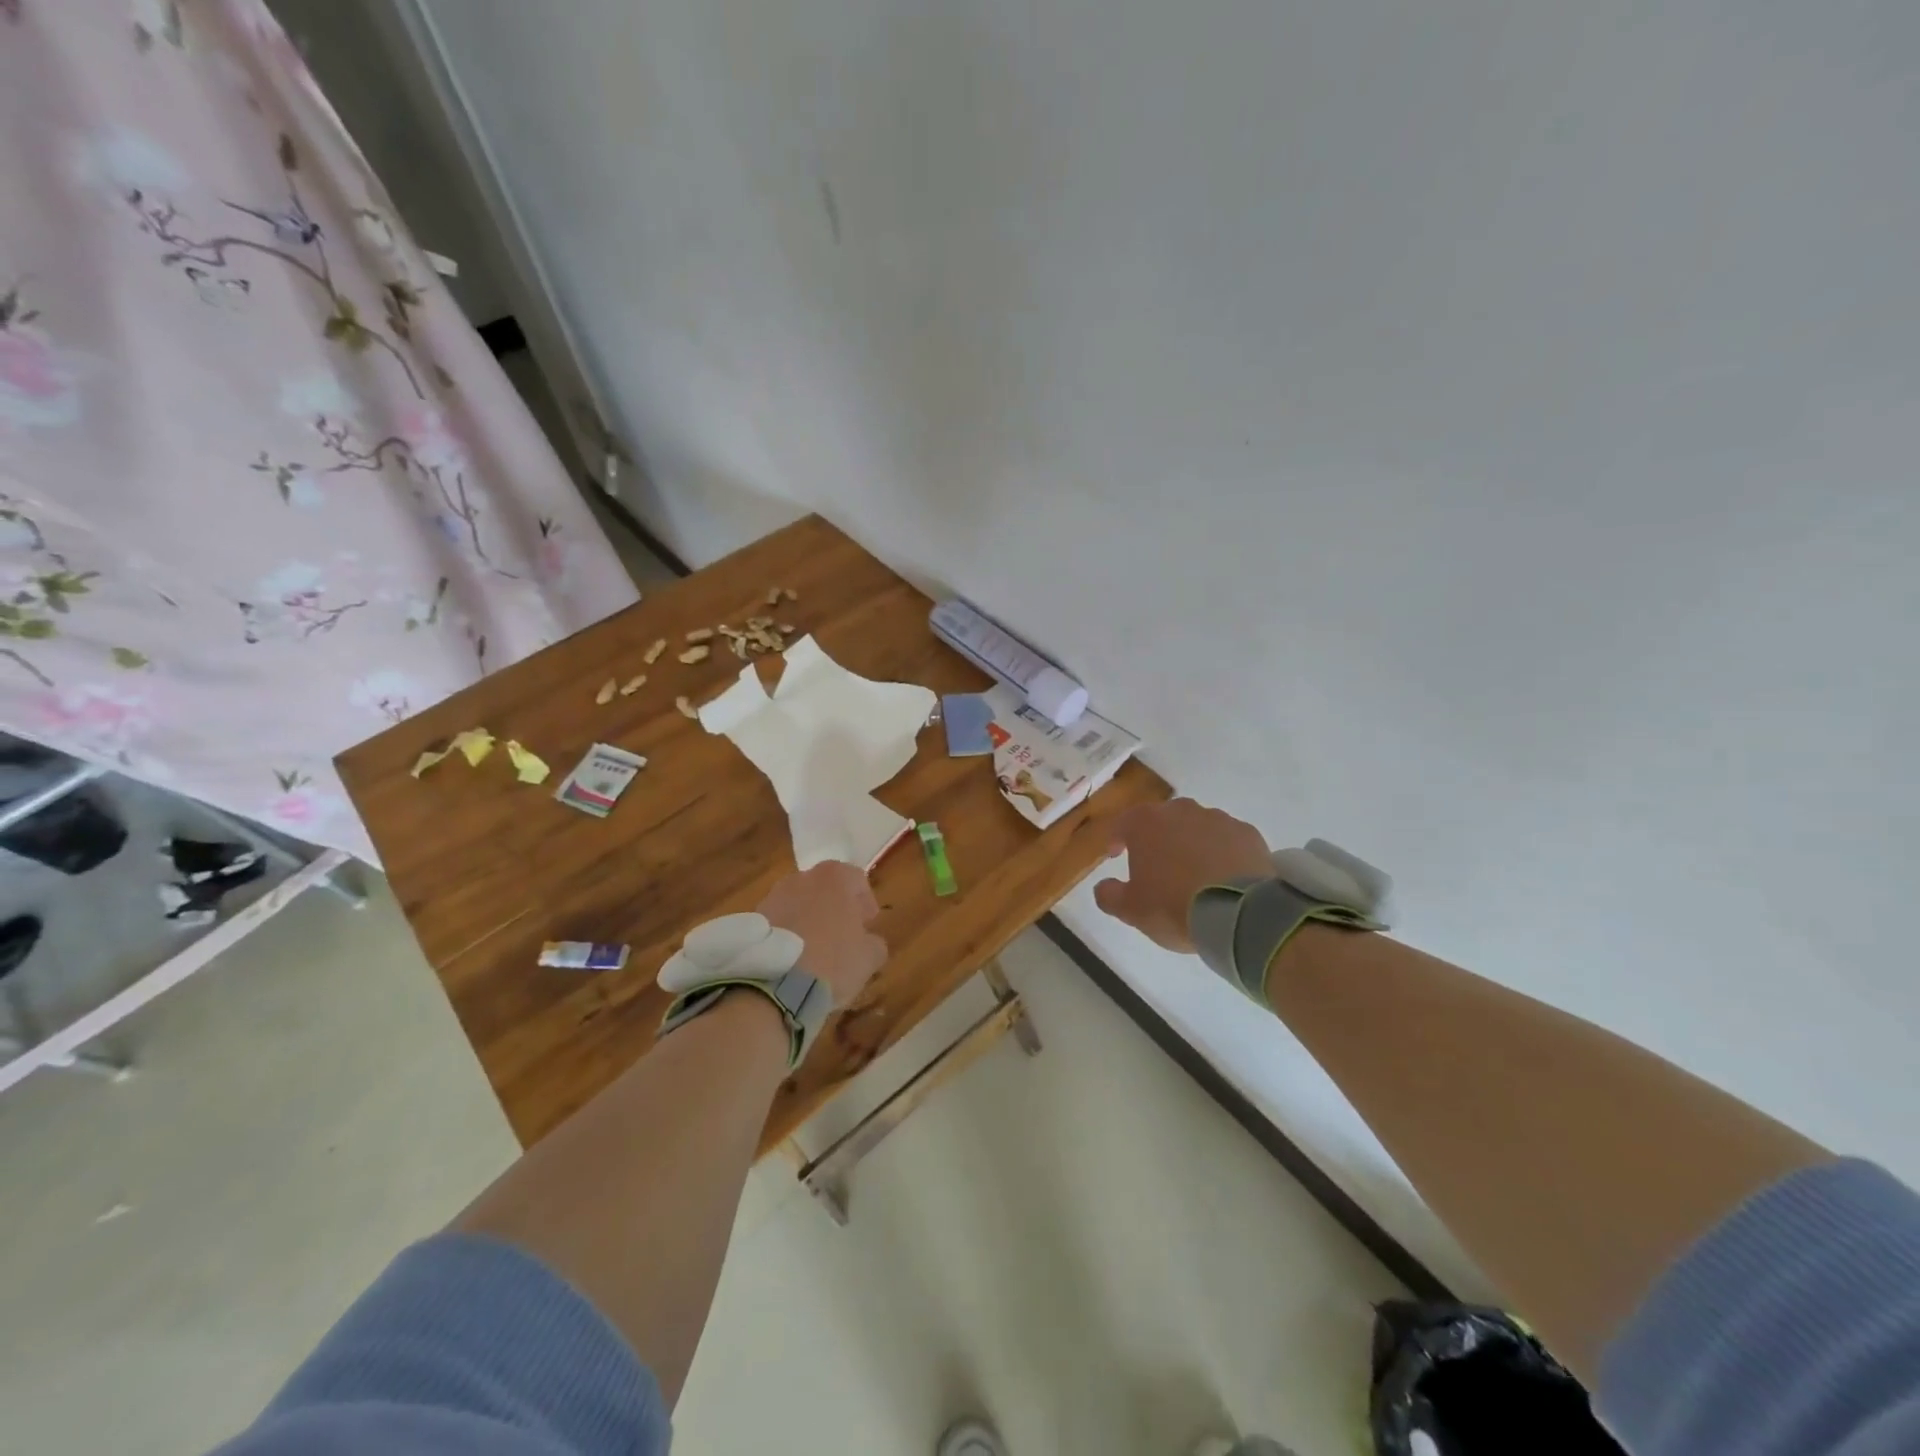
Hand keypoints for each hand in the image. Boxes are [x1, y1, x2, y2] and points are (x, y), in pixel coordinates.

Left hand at [757, 861, 887, 1005]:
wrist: (774, 986)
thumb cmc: (832, 962)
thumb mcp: (870, 957)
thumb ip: (874, 942)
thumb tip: (868, 941)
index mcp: (834, 877)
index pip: (857, 879)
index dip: (865, 902)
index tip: (868, 924)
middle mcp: (801, 878)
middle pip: (825, 889)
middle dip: (835, 908)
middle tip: (843, 935)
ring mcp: (773, 897)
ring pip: (799, 904)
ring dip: (809, 920)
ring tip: (815, 951)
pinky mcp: (752, 920)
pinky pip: (779, 923)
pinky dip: (788, 934)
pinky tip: (794, 960)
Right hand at [1094, 799, 1273, 951]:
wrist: (1239, 913)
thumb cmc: (1173, 905)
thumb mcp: (1131, 910)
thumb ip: (1109, 895)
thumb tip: (1103, 887)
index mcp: (1145, 823)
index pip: (1122, 823)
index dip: (1116, 839)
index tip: (1116, 855)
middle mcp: (1180, 811)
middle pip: (1162, 820)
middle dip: (1157, 838)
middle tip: (1157, 865)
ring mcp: (1218, 819)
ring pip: (1196, 827)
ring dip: (1191, 844)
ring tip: (1194, 873)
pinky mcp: (1248, 833)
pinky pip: (1227, 839)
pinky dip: (1222, 852)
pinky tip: (1224, 876)